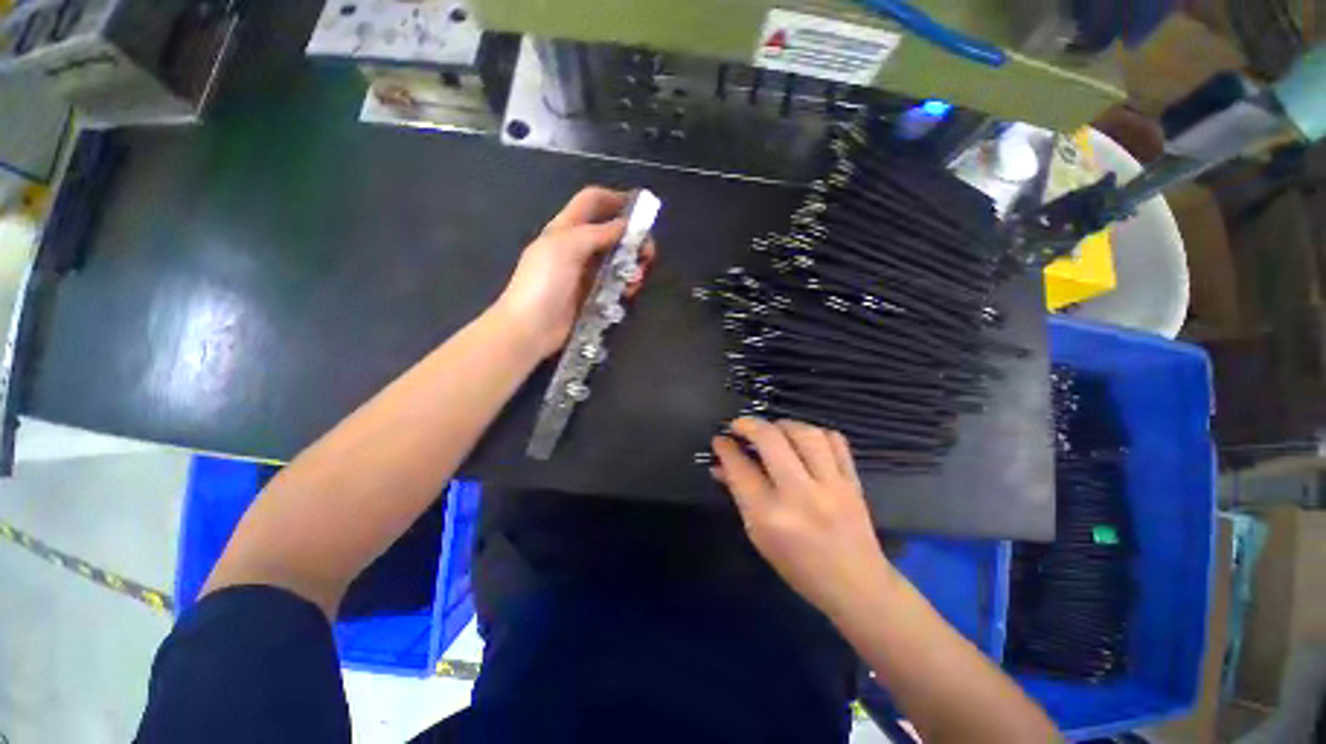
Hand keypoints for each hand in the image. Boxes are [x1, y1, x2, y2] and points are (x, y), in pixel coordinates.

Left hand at [493, 186, 655, 358]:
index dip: (615, 199)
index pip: (592, 201)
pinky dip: (626, 285)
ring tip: (637, 278)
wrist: (531, 327)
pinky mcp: (592, 296)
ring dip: (632, 265)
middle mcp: (578, 247)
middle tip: (648, 254)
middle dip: (633, 239)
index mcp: (566, 228)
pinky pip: (615, 284)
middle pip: (612, 232)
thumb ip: (598, 233)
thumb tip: (626, 225)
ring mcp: (586, 273)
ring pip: (617, 260)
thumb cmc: (544, 282)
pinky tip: (627, 293)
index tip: (641, 210)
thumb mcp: (567, 247)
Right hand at [712, 417, 893, 616]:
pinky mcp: (853, 481)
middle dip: (749, 425)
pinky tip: (804, 440)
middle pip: (770, 440)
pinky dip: (815, 433)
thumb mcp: (759, 536)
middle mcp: (800, 495)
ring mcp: (832, 486)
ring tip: (772, 430)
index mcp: (771, 517)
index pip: (740, 468)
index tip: (719, 440)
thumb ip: (740, 495)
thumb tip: (721, 465)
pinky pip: (835, 440)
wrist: (857, 586)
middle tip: (739, 426)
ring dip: (782, 424)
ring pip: (805, 433)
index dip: (725, 448)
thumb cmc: (798, 566)